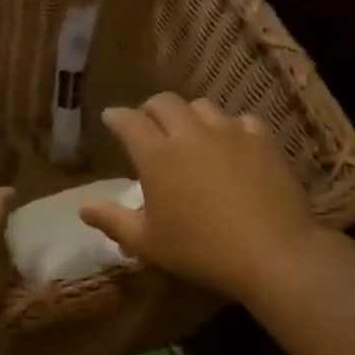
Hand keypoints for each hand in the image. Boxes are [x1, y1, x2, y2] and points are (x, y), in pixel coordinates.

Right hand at [79, 94, 315, 300]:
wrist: (271, 252)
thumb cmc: (200, 250)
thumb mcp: (147, 243)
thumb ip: (112, 221)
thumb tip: (83, 208)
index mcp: (156, 155)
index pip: (128, 121)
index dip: (116, 117)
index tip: (111, 119)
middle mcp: (190, 133)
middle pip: (165, 102)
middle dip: (150, 109)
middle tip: (148, 125)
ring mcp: (229, 132)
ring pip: (202, 106)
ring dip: (189, 116)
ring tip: (190, 133)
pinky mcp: (262, 140)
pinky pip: (240, 120)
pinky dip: (229, 128)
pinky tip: (231, 145)